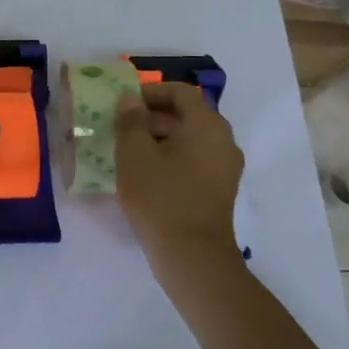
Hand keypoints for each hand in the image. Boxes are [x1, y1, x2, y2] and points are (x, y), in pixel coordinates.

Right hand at [114, 81, 245, 267]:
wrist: (192, 256)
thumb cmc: (160, 196)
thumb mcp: (133, 153)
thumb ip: (130, 121)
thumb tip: (131, 101)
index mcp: (206, 125)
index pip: (181, 92)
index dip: (151, 92)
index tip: (125, 104)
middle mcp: (223, 141)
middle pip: (188, 114)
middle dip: (154, 115)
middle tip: (122, 126)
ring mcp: (225, 167)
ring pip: (191, 138)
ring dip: (161, 136)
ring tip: (130, 150)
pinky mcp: (220, 189)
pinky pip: (195, 159)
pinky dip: (172, 156)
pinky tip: (147, 172)